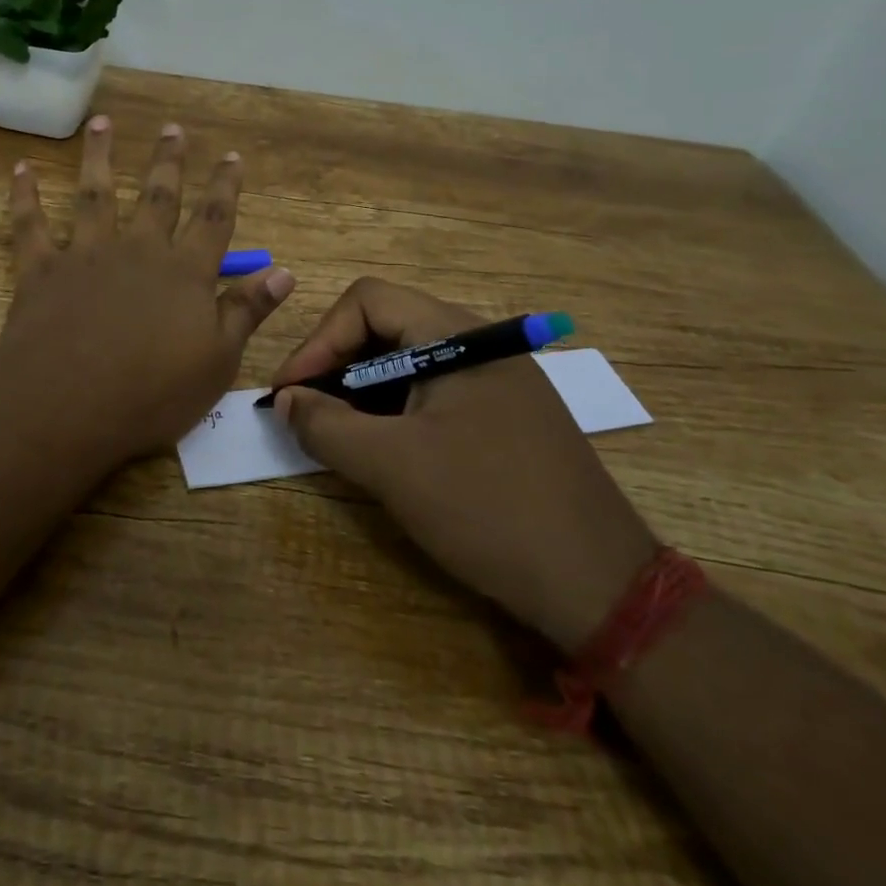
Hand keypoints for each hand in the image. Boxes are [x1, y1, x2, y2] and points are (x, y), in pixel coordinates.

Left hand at [0, 115, 295, 463]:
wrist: (67, 405)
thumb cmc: (152, 393)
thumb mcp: (218, 361)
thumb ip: (247, 311)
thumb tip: (284, 272)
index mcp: (184, 272)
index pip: (213, 219)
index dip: (225, 187)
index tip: (231, 156)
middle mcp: (138, 250)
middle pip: (158, 196)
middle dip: (168, 161)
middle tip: (172, 128)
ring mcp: (86, 255)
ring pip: (95, 194)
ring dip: (99, 156)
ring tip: (101, 123)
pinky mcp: (41, 270)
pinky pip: (31, 224)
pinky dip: (25, 195)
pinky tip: (21, 169)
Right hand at [272, 278, 656, 652]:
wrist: (600, 584)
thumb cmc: (487, 507)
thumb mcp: (391, 466)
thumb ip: (325, 425)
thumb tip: (285, 400)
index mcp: (457, 336)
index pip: (367, 301)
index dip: (319, 340)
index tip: (290, 392)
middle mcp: (480, 344)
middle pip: (387, 326)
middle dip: (337, 365)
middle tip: (306, 412)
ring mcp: (498, 381)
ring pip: (409, 362)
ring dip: (363, 391)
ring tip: (337, 434)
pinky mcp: (506, 416)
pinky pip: (435, 393)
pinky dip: (396, 411)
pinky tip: (383, 449)